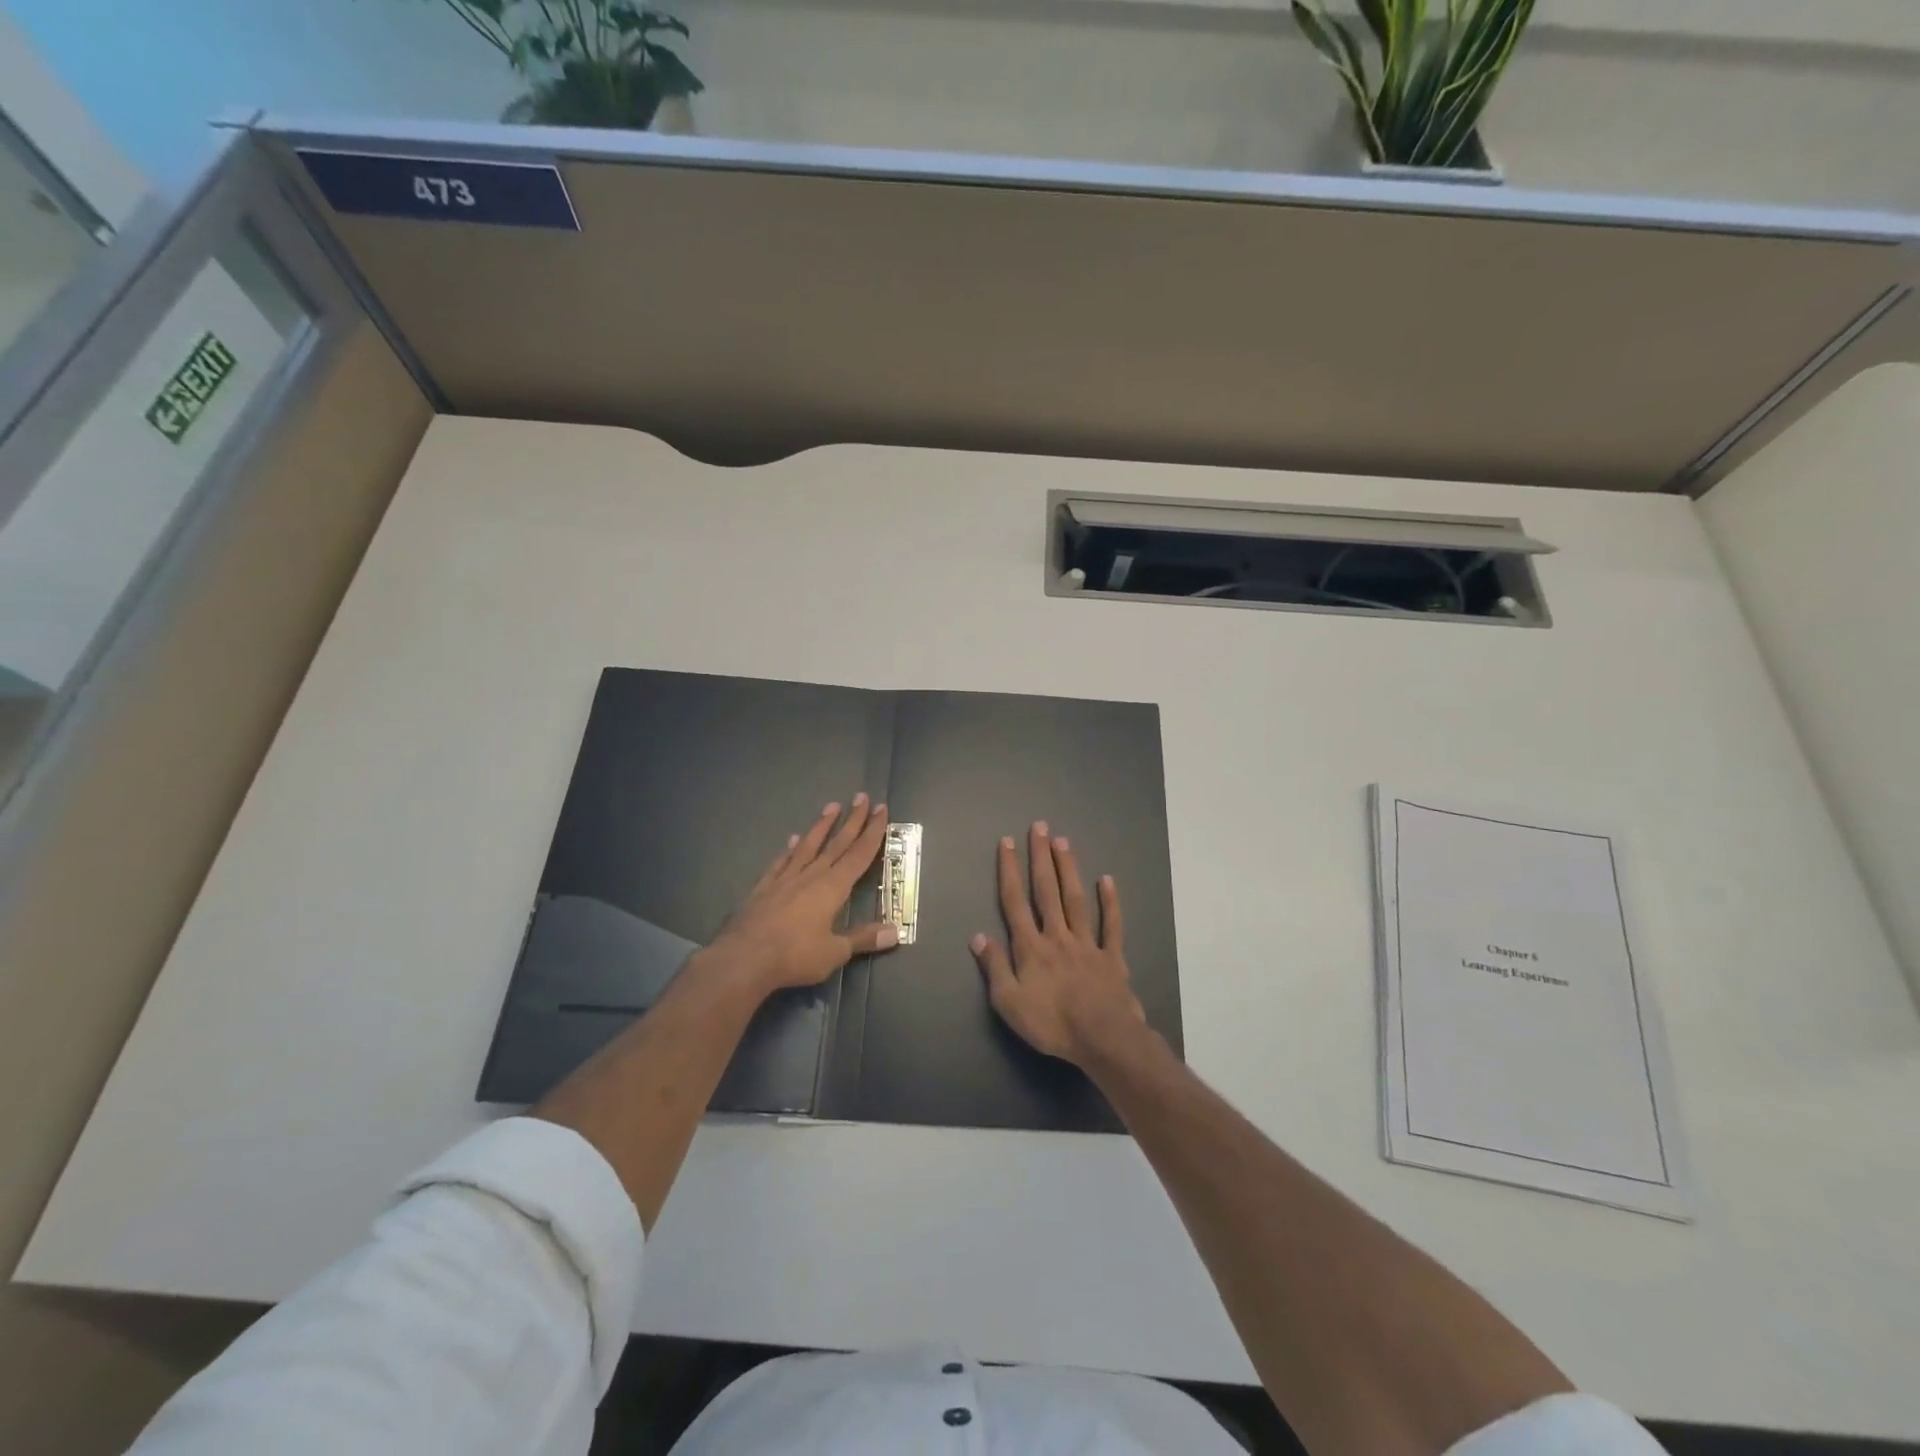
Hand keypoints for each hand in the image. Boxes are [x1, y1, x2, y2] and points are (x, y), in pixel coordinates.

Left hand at [708, 793, 898, 994]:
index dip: (873, 831)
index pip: (859, 854)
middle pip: (837, 843)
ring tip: (831, 806)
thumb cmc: (795, 955)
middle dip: (853, 820)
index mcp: (833, 887)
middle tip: (862, 796)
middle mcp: (811, 875)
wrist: (743, 958)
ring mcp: (785, 878)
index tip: (881, 809)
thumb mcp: (835, 952)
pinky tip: (791, 840)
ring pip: (808, 846)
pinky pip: (781, 862)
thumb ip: (863, 938)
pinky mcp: (764, 887)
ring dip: (821, 826)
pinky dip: (788, 850)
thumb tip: (894, 933)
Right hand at [970, 822, 1145, 1067]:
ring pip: (1075, 899)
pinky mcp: (1112, 956)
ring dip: (1068, 869)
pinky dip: (1109, 902)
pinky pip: (1111, 925)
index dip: (1009, 871)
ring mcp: (1087, 943)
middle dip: (1040, 857)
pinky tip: (1106, 880)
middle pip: (1046, 890)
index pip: (1015, 902)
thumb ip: (994, 967)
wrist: (1103, 1038)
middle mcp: (1057, 936)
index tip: (1007, 843)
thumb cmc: (1052, 1023)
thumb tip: (978, 936)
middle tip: (1040, 827)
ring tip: (1063, 841)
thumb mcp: (1009, 1003)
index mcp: (1031, 947)